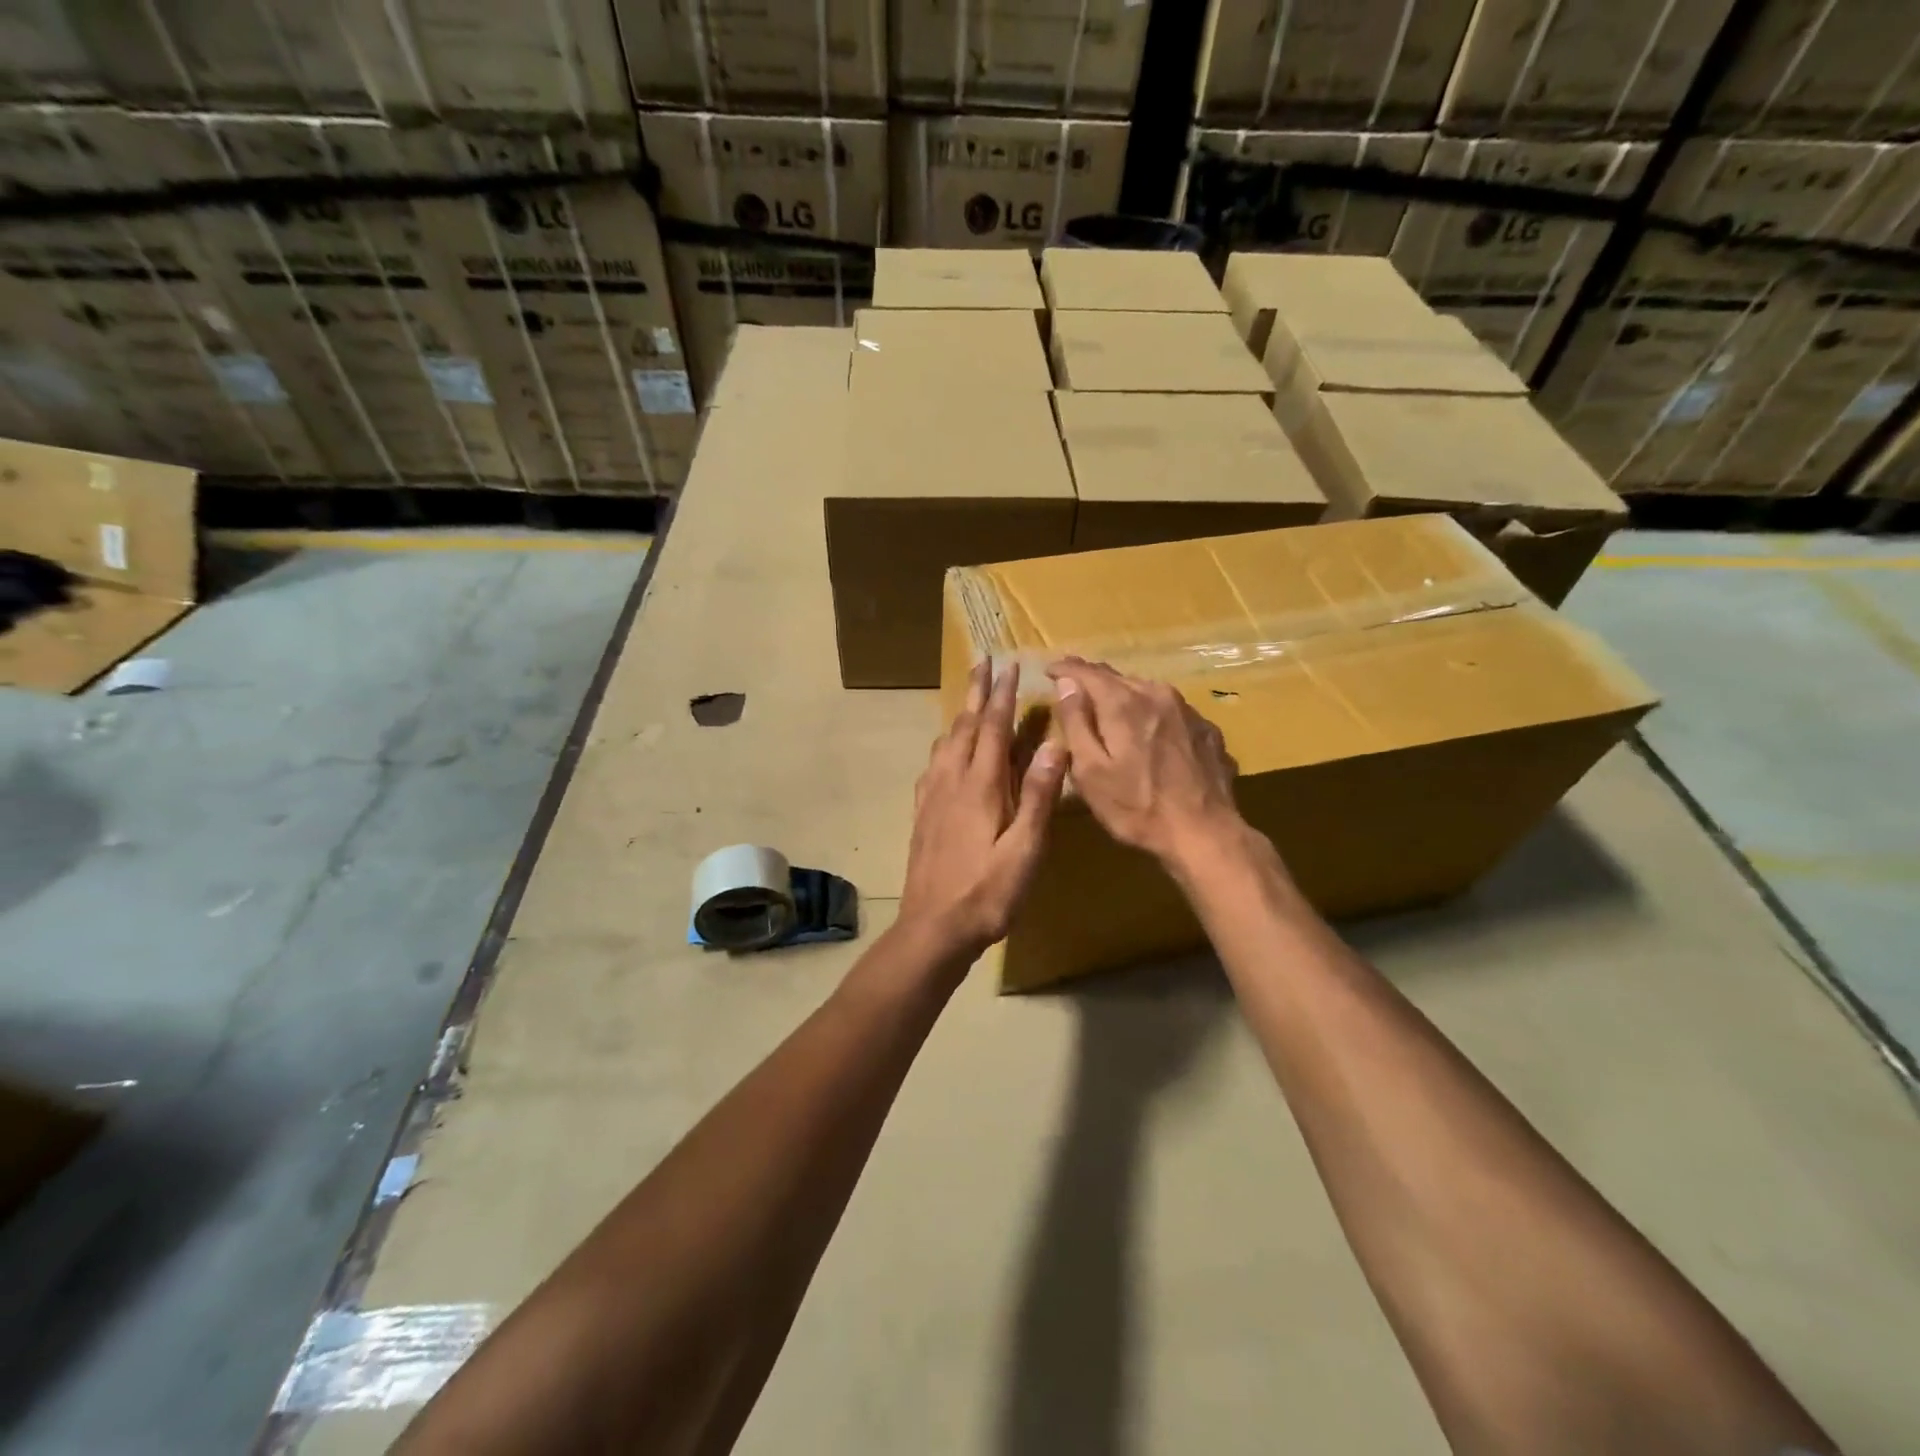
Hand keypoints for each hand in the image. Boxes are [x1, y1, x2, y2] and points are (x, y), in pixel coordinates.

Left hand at [898, 661, 1067, 963]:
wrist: (934, 927)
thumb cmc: (988, 892)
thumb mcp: (1025, 849)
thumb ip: (1038, 796)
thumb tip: (1055, 745)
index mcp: (980, 786)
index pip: (993, 728)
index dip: (1002, 695)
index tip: (1008, 665)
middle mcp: (951, 781)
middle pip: (964, 726)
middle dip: (976, 692)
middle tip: (982, 662)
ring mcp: (932, 797)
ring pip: (945, 742)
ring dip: (959, 714)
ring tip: (969, 699)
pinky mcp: (922, 813)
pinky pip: (933, 764)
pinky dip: (944, 744)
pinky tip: (945, 752)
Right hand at [1048, 657, 1243, 867]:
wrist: (1205, 833)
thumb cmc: (1136, 807)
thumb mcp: (1090, 771)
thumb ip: (1075, 723)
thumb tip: (1065, 684)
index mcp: (1123, 703)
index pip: (1086, 672)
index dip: (1064, 668)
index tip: (1049, 670)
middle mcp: (1156, 694)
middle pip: (1117, 677)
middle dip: (1092, 680)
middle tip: (1073, 687)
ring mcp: (1186, 710)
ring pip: (1145, 691)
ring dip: (1123, 696)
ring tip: (1108, 708)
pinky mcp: (1206, 729)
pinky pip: (1169, 711)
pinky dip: (1151, 715)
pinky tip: (1148, 733)